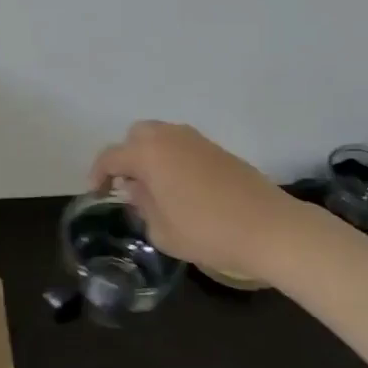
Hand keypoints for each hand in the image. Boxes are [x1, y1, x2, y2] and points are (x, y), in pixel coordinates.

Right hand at [90, 120, 336, 278]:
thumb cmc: (208, 232)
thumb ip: (142, 205)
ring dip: (151, 156)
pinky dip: (173, 160)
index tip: (97, 194)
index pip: (111, 157)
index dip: (98, 174)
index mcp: (149, 154)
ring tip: (154, 188)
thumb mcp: (161, 230)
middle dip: (126, 157)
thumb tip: (138, 190)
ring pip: (162, 137)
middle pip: (136, 136)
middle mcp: (170, 137)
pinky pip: (183, 146)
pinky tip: (181, 188)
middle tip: (128, 186)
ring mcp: (197, 140)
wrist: (270, 228)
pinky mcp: (218, 150)